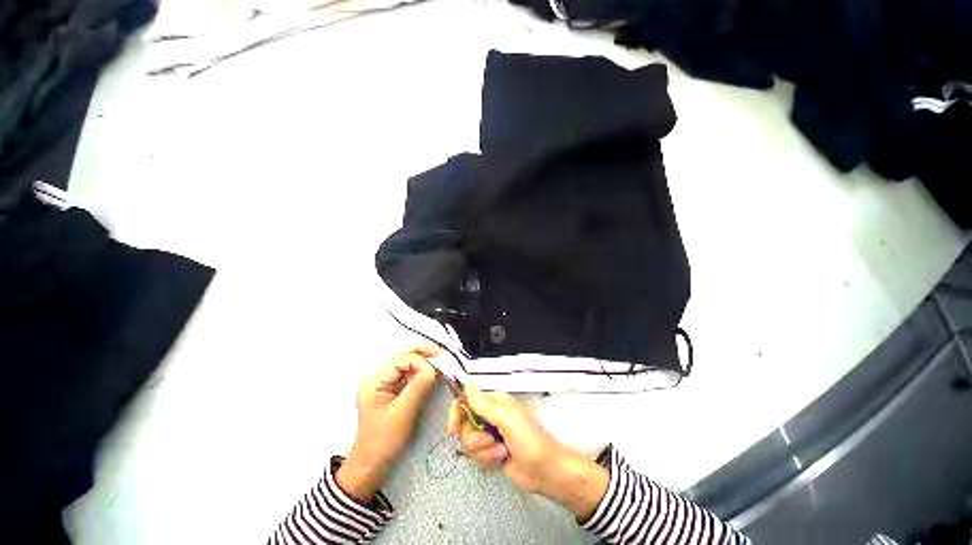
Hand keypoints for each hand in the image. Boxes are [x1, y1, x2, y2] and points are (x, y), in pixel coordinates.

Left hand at [336, 343, 440, 502]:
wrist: (371, 463)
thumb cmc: (384, 441)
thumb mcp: (403, 413)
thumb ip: (418, 386)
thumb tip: (433, 368)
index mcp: (374, 381)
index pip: (401, 360)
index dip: (420, 361)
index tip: (438, 370)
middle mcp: (377, 376)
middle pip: (403, 356)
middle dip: (423, 352)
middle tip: (442, 354)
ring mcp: (384, 382)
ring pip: (407, 362)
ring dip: (424, 360)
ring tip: (441, 361)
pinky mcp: (392, 388)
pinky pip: (408, 373)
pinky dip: (421, 370)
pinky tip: (433, 371)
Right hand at [447, 386, 608, 519]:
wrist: (545, 470)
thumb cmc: (528, 438)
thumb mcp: (505, 417)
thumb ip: (483, 404)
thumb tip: (466, 384)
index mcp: (494, 402)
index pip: (466, 401)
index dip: (457, 413)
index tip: (453, 430)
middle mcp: (490, 416)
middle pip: (465, 426)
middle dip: (476, 439)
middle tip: (491, 441)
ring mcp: (490, 436)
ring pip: (469, 444)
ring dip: (484, 451)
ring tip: (502, 452)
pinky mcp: (491, 453)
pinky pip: (476, 457)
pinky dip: (488, 460)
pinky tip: (502, 459)